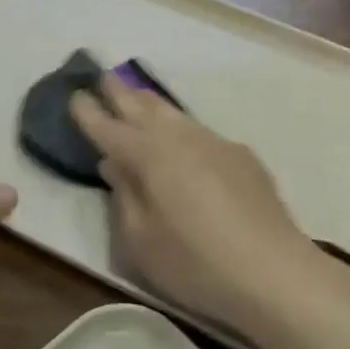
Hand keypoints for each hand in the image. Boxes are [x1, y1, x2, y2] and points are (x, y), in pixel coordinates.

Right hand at [70, 75, 318, 331]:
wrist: (275, 272)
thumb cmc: (195, 263)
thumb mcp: (141, 241)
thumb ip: (124, 197)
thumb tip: (115, 164)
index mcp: (149, 156)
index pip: (109, 128)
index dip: (89, 113)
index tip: (75, 95)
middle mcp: (181, 139)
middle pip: (144, 108)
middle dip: (121, 92)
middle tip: (104, 76)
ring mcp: (216, 144)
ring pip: (175, 115)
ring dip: (152, 104)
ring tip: (139, 95)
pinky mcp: (243, 158)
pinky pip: (201, 132)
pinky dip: (182, 127)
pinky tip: (185, 138)